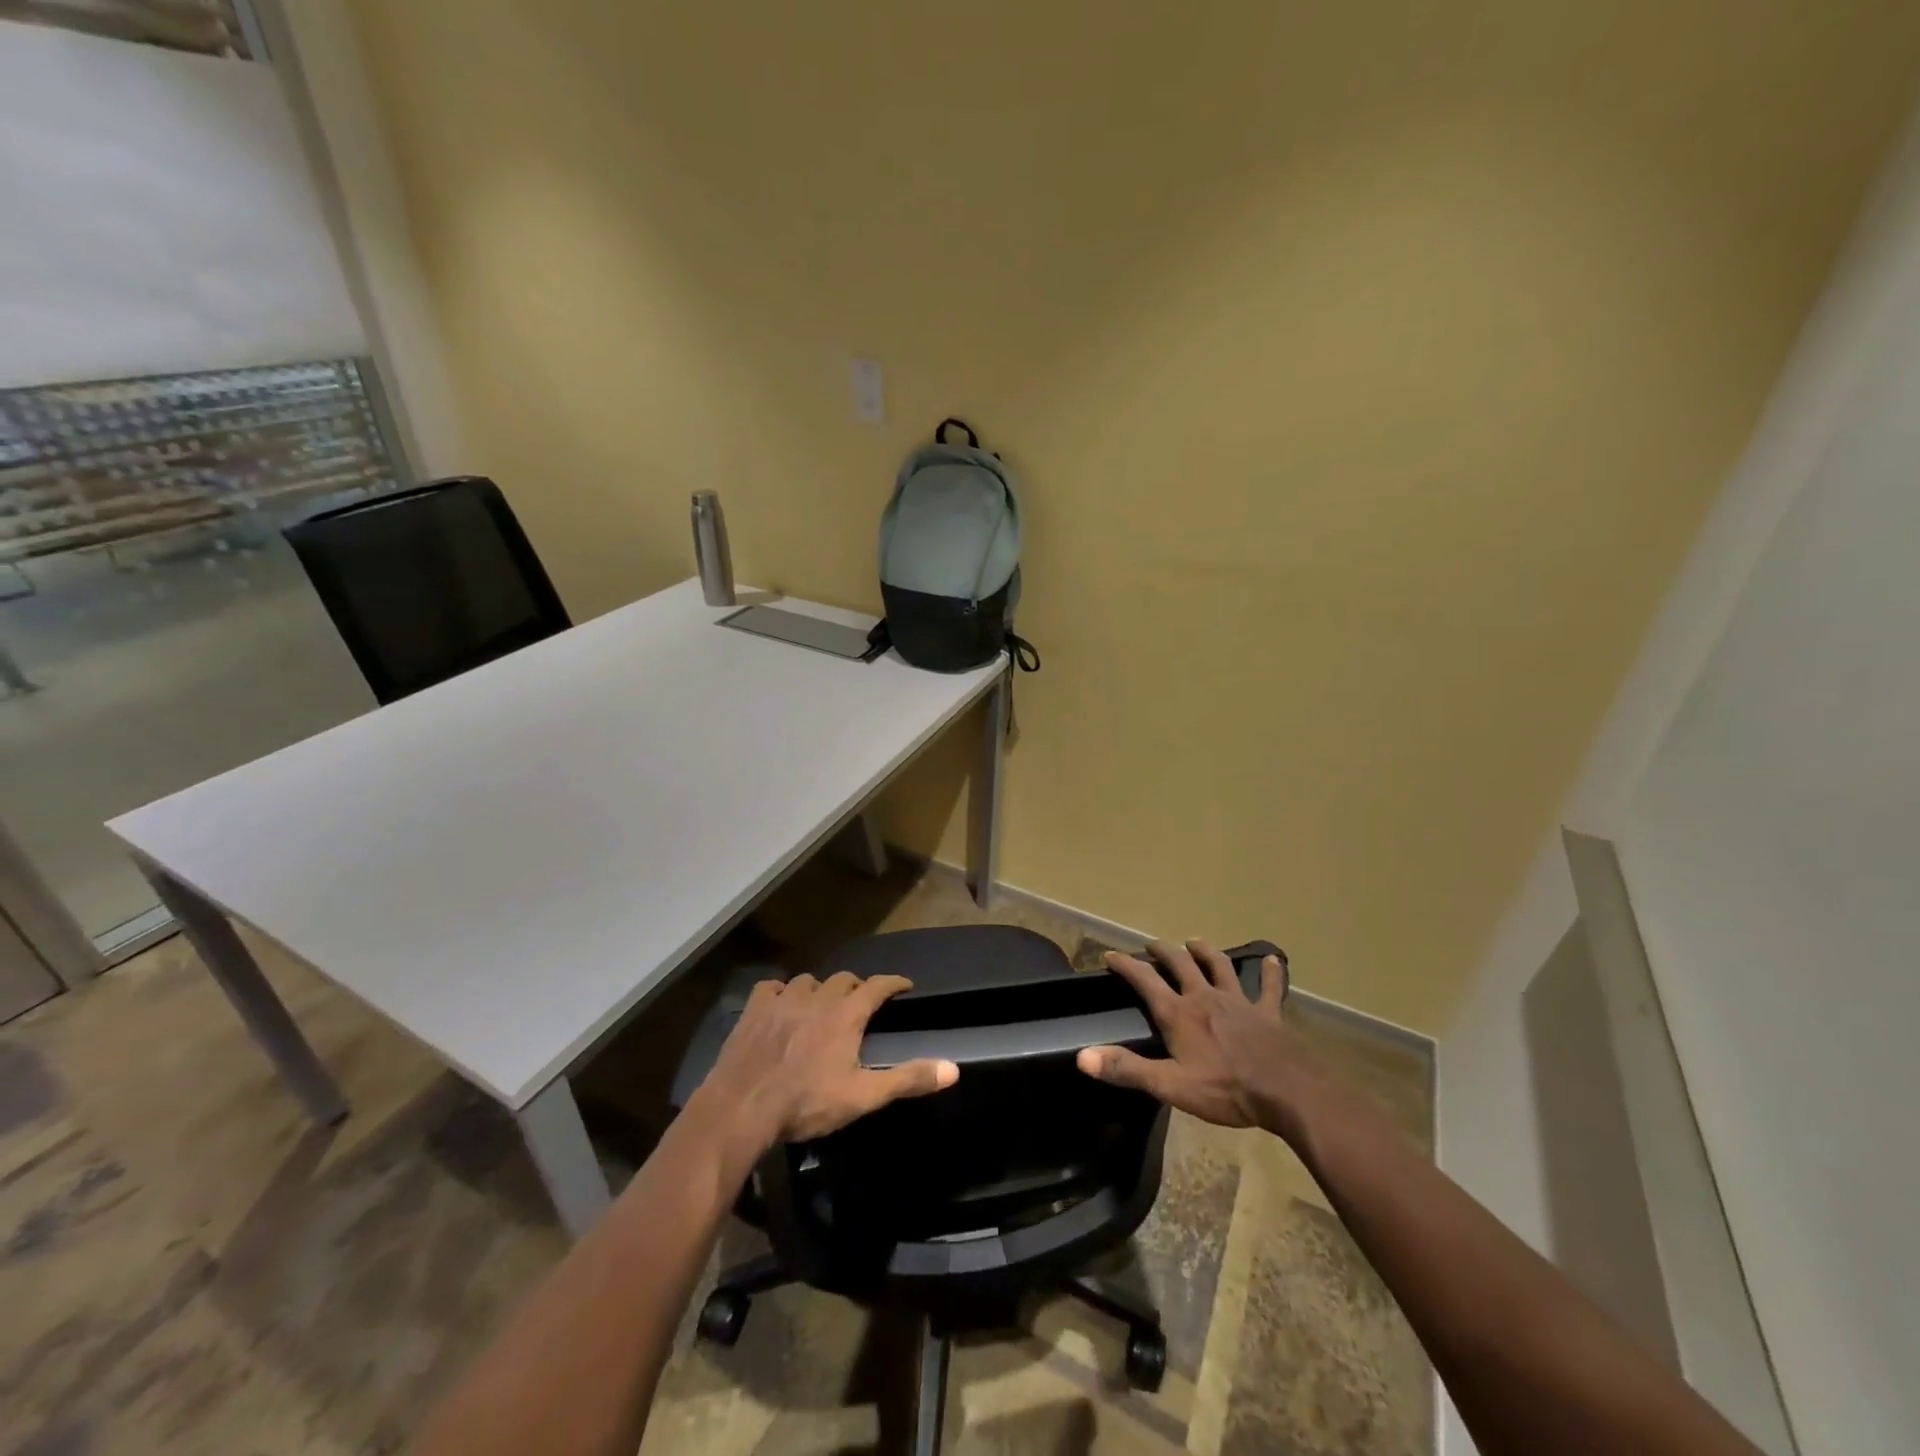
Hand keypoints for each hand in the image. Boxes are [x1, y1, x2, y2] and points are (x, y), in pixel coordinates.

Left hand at [694, 972, 958, 1150]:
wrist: (742, 1107)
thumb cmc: (806, 1103)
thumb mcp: (863, 1096)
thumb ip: (908, 1080)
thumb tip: (953, 1069)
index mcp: (846, 1014)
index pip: (877, 986)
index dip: (893, 983)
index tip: (904, 985)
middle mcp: (817, 997)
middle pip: (843, 979)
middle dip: (856, 987)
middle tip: (860, 1003)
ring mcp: (783, 1000)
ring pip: (808, 981)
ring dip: (819, 990)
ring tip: (821, 1006)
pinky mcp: (754, 1009)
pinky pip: (772, 987)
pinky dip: (781, 992)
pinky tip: (781, 1005)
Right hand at [1077, 939, 1292, 1128]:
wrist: (1285, 1091)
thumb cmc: (1225, 1090)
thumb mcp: (1169, 1085)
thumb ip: (1126, 1069)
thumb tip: (1083, 1057)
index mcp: (1179, 1013)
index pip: (1145, 980)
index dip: (1126, 965)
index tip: (1110, 955)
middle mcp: (1205, 997)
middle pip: (1180, 964)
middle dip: (1163, 951)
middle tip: (1152, 944)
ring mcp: (1238, 1002)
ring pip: (1219, 966)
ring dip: (1205, 951)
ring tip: (1194, 941)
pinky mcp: (1267, 1013)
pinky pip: (1269, 988)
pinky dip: (1270, 973)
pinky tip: (1273, 959)